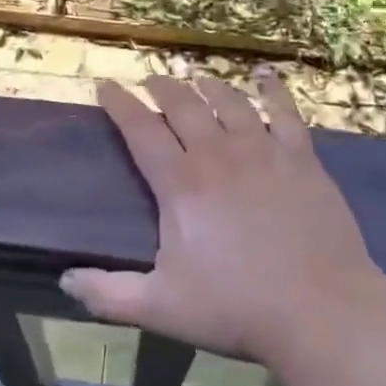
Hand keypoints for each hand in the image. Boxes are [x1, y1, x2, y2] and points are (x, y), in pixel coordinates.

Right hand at [63, 68, 383, 371]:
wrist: (321, 310)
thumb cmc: (236, 308)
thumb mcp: (162, 308)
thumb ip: (109, 294)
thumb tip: (64, 279)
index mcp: (181, 184)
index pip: (141, 129)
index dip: (121, 103)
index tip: (106, 83)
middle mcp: (218, 153)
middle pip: (184, 105)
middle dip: (162, 87)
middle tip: (151, 80)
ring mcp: (263, 150)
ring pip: (229, 101)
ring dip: (208, 85)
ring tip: (197, 78)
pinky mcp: (301, 157)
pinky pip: (284, 111)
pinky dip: (271, 89)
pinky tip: (264, 76)